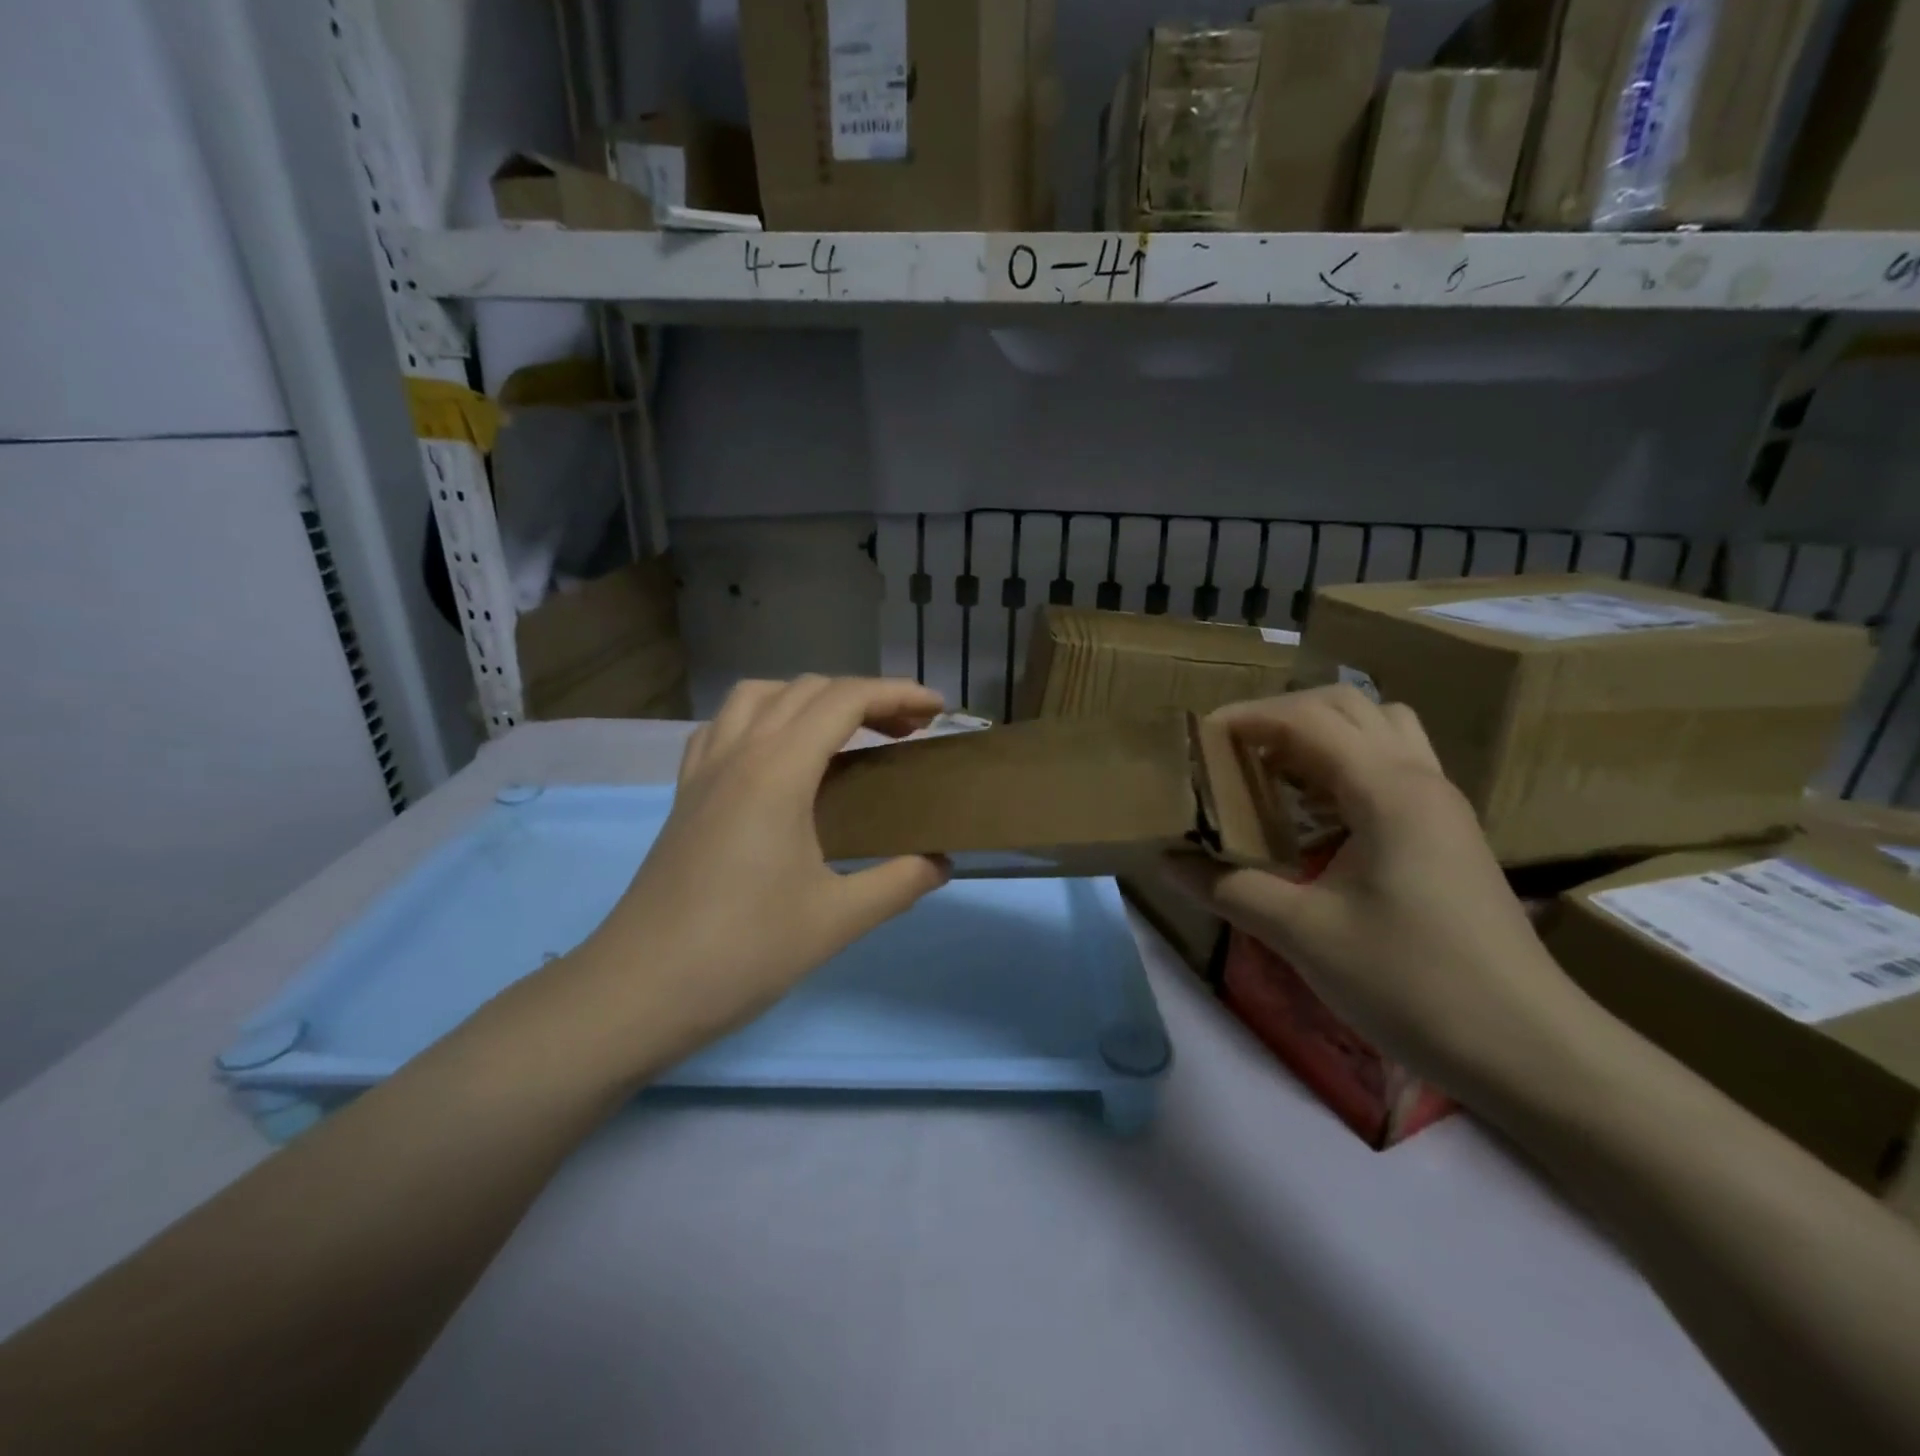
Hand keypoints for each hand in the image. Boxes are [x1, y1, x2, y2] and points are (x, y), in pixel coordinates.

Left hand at [565, 677, 950, 1071]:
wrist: (638, 991)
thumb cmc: (742, 952)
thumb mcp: (836, 920)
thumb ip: (899, 883)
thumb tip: (941, 864)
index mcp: (778, 772)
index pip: (845, 700)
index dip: (898, 694)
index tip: (938, 710)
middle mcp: (738, 754)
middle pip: (807, 689)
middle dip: (864, 697)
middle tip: (906, 732)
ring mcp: (703, 771)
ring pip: (757, 697)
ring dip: (809, 699)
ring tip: (843, 734)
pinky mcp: (684, 795)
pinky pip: (723, 728)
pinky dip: (762, 720)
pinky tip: (777, 758)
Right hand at [1166, 685, 1595, 1098]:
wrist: (1529, 1050)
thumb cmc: (1413, 983)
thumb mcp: (1304, 934)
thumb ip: (1229, 889)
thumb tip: (1166, 862)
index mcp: (1388, 790)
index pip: (1307, 719)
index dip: (1247, 717)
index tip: (1197, 738)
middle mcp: (1420, 780)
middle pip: (1348, 706)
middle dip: (1283, 714)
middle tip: (1234, 750)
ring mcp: (1441, 806)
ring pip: (1380, 729)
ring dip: (1322, 734)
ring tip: (1275, 772)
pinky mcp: (1448, 835)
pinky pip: (1393, 767)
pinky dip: (1347, 766)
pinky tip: (1318, 816)